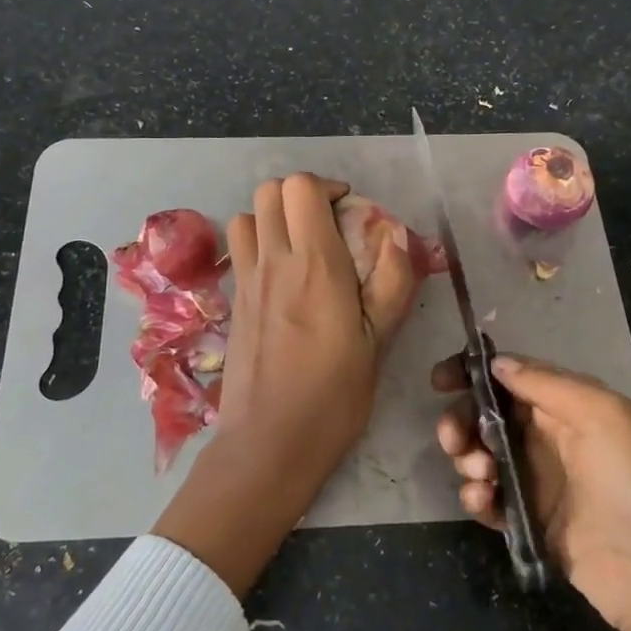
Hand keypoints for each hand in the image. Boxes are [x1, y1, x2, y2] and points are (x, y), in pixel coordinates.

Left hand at [154, 173, 420, 595]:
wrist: (269, 443)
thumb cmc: (333, 396)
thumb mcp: (379, 342)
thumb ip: (392, 282)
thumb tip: (397, 235)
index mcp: (314, 264)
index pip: (302, 188)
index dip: (327, 187)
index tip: (350, 212)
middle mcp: (273, 261)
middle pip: (269, 190)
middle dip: (300, 194)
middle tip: (327, 224)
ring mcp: (246, 281)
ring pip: (246, 216)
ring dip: (273, 217)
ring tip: (300, 245)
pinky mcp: (232, 303)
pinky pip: (239, 250)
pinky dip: (257, 244)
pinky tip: (280, 278)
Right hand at [434, 353, 630, 630]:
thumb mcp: (600, 413)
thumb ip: (544, 383)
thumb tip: (496, 362)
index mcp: (570, 404)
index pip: (511, 378)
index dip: (473, 374)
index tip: (440, 381)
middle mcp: (551, 437)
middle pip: (489, 417)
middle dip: (463, 421)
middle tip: (453, 439)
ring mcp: (540, 482)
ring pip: (483, 456)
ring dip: (468, 459)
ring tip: (480, 476)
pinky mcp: (531, 523)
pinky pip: (490, 500)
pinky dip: (477, 497)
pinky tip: (483, 502)